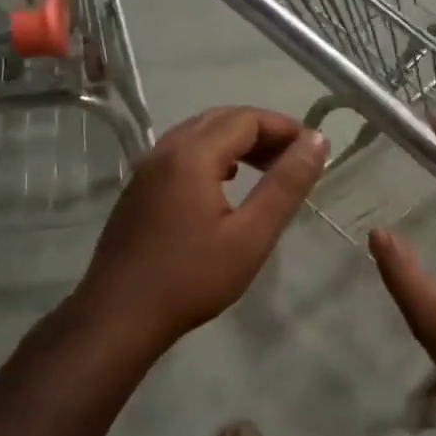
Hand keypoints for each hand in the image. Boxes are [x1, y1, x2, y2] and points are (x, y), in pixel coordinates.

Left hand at [75, 107, 327, 353]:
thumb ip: (285, 185)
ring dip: (235, 141)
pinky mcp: (137, 189)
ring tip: (265, 168)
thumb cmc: (191, 277)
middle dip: (261, 130)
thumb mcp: (251, 235)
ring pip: (197, 134)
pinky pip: (180, 153)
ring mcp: (146, 169)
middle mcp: (164, 150)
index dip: (284, 127)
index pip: (246, 119)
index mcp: (192, 155)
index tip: (312, 149)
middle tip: (292, 158)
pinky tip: (224, 183)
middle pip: (220, 119)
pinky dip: (211, 155)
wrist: (119, 316)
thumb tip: (317, 140)